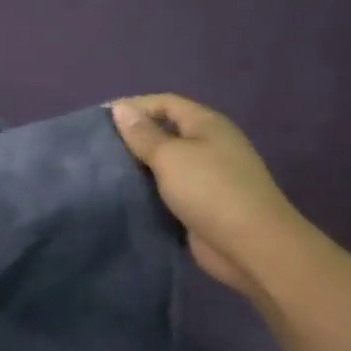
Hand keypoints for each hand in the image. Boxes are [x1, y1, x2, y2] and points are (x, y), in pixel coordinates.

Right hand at [109, 95, 306, 297]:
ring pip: (164, 162)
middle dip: (133, 137)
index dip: (133, 107)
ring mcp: (207, 176)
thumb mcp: (170, 156)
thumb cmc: (210, 190)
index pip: (165, 103)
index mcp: (206, 124)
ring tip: (105, 171)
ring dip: (139, 166)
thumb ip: (143, 134)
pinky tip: (124, 194)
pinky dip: (148, 189)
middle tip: (98, 147)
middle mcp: (209, 145)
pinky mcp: (201, 204)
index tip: (100, 120)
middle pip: (165, 131)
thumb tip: (120, 108)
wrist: (252, 247)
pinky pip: (168, 189)